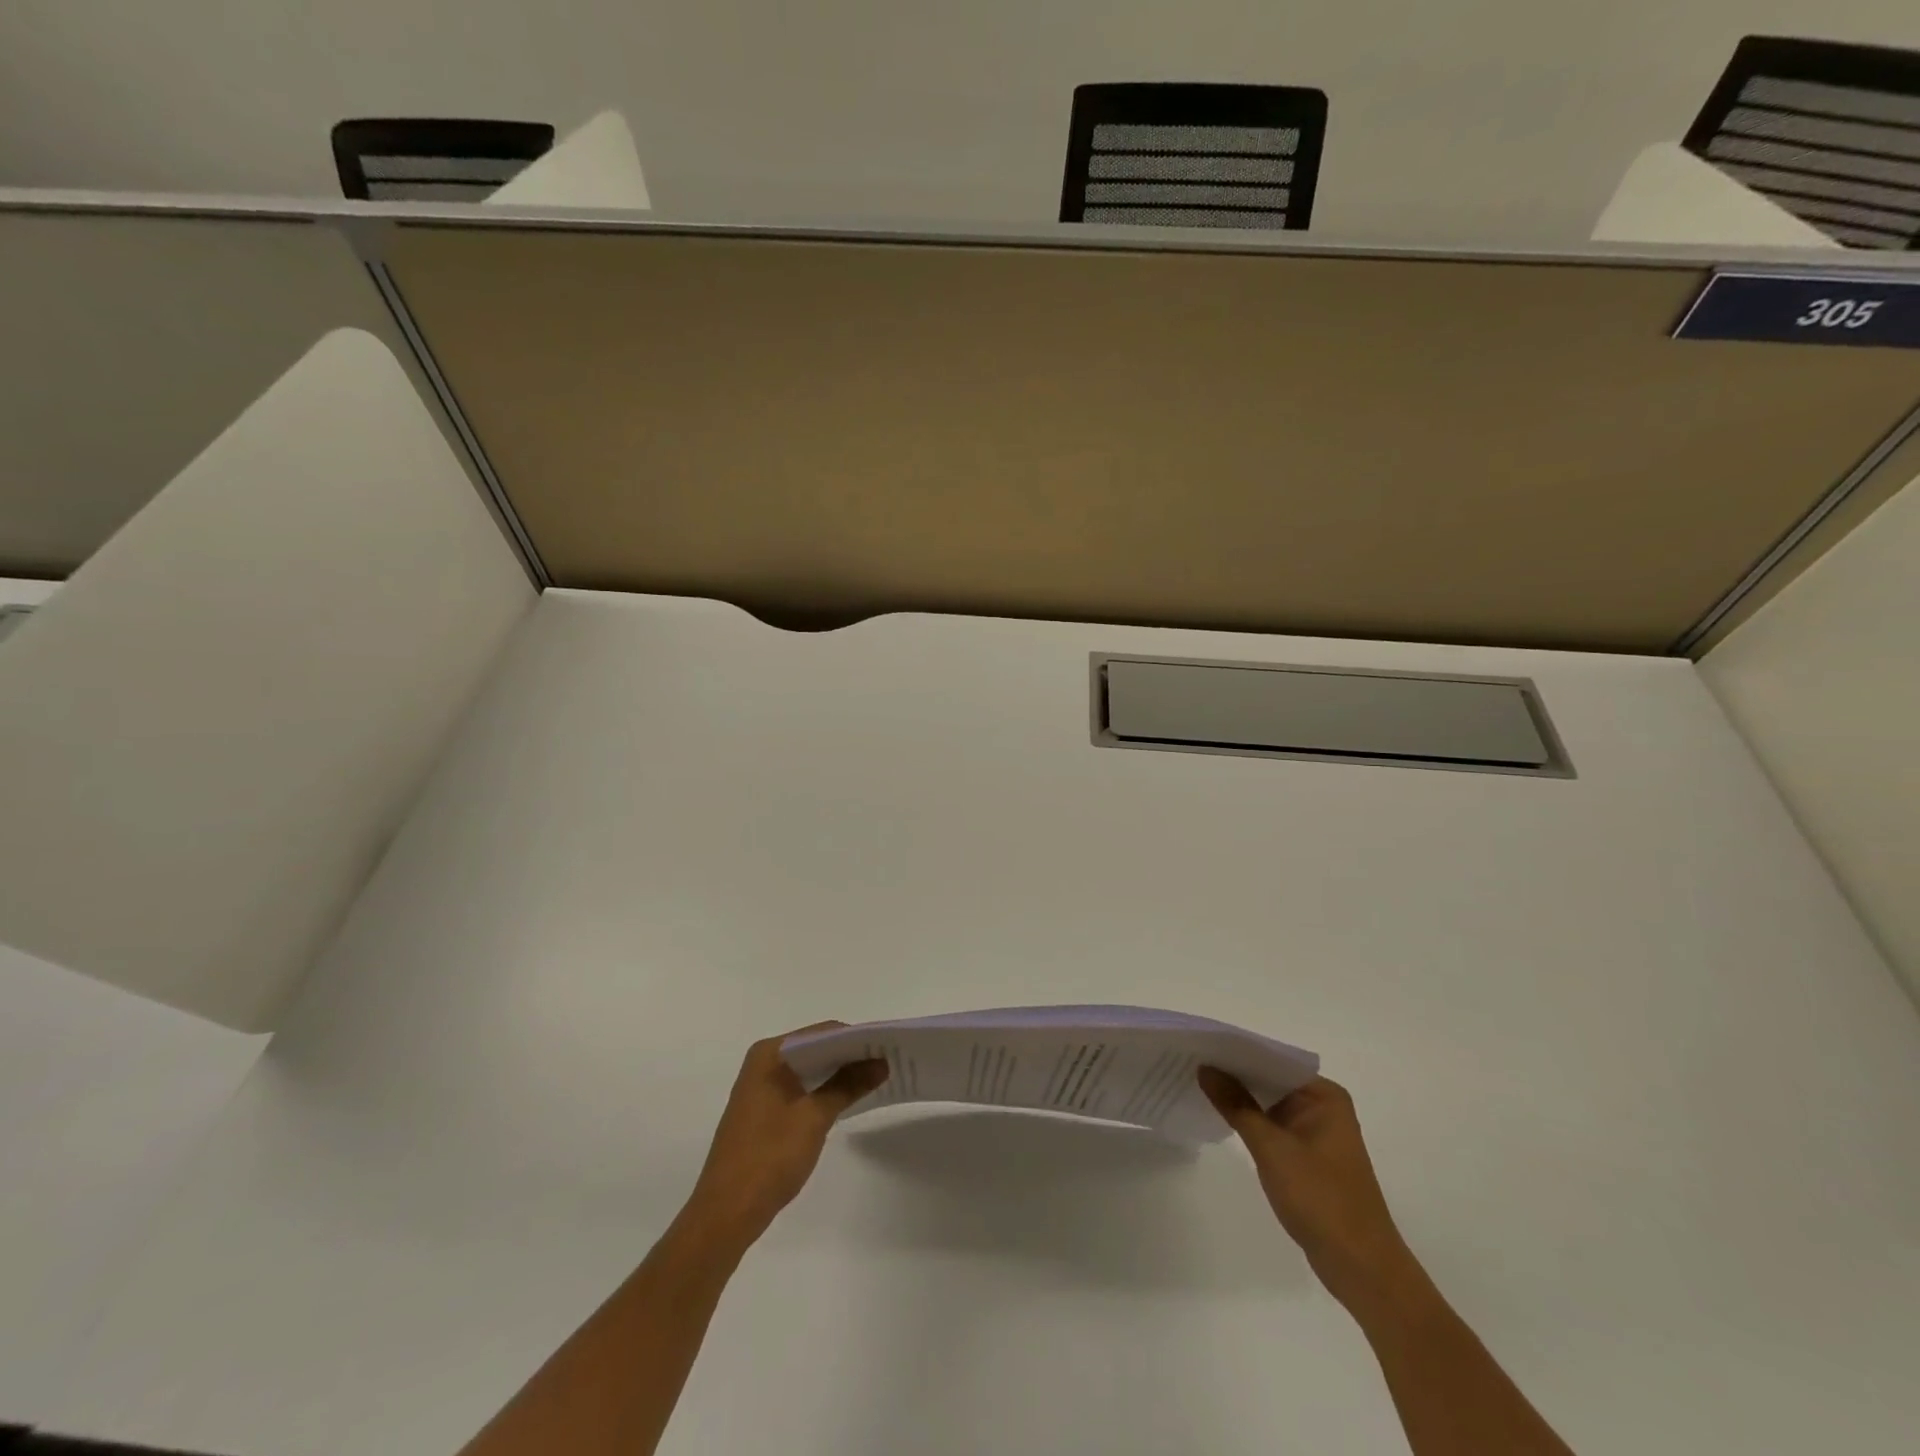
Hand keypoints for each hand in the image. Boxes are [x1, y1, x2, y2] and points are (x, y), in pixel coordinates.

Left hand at [682, 1023, 887, 1249]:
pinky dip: (824, 1091)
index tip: (887, 1046)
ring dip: (839, 1074)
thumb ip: (848, 1085)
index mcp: (770, 1054)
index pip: (823, 1033)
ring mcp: (761, 1088)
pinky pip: (801, 1088)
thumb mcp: (814, 1117)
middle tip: (887, 1062)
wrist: (726, 1214)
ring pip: (809, 1070)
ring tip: (876, 1078)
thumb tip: (882, 1062)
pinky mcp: (764, 1111)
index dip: (856, 1038)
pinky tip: (848, 1100)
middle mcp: (763, 1062)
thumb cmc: (769, 1157)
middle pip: (816, 1048)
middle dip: (850, 1055)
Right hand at [1199, 1069, 1418, 1310]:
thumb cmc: (1321, 1199)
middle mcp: (1323, 1107)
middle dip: (1233, 1073)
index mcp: (1324, 1096)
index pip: (1273, 1060)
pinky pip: (1272, 1126)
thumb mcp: (1272, 1148)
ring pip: (1269, 1103)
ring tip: (1196, 1082)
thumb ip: (1236, 1105)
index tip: (1200, 1045)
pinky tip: (1220, 1115)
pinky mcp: (1307, 1157)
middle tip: (1190, 1060)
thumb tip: (1205, 1068)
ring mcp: (1316, 1133)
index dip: (1236, 1052)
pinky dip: (1249, 1121)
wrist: (1361, 1268)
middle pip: (1270, 1079)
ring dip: (1239, 1098)